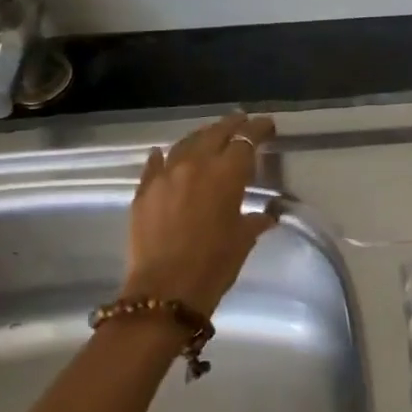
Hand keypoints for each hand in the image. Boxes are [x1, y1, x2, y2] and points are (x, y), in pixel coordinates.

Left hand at [122, 112, 280, 315]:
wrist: (166, 290)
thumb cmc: (215, 264)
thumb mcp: (244, 239)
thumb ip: (255, 219)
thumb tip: (266, 214)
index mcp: (226, 173)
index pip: (246, 140)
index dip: (258, 129)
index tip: (267, 125)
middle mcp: (195, 164)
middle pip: (215, 133)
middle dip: (232, 124)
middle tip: (242, 121)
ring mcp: (165, 175)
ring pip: (185, 143)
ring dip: (201, 136)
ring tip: (210, 136)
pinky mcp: (143, 191)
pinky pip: (155, 164)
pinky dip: (165, 156)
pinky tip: (164, 155)